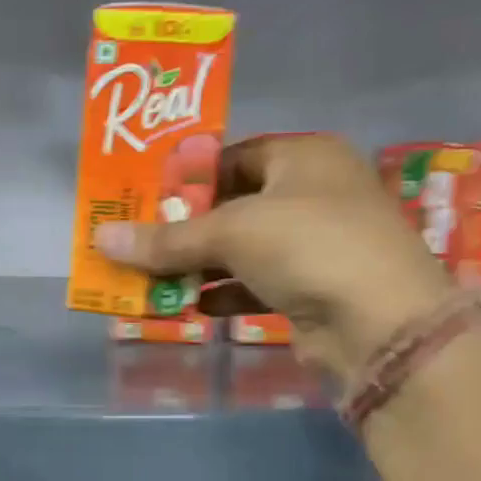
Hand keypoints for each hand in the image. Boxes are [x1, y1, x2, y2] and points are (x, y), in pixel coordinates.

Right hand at [90, 133, 454, 374]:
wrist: (380, 324)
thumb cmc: (308, 245)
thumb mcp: (232, 232)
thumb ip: (167, 239)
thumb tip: (100, 239)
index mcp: (303, 157)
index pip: (232, 157)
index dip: (187, 178)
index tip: (143, 199)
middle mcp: (312, 194)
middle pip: (233, 206)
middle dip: (184, 229)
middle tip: (137, 241)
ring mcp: (314, 245)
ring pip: (242, 250)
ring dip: (197, 266)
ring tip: (148, 278)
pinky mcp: (311, 290)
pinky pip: (254, 285)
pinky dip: (222, 294)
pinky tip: (188, 306)